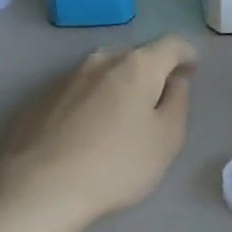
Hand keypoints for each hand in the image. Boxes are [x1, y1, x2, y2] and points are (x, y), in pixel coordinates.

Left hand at [0, 36, 196, 230]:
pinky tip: (88, 134)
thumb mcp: (166, 139)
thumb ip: (178, 102)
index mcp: (137, 65)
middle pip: (134, 57)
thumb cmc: (116, 164)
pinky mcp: (41, 99)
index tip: (192, 71)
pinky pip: (78, 93)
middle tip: (157, 102)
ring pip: (103, 74)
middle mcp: (100, 60)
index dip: (187, 55)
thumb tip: (174, 80)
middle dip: (150, 73)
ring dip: (118, 88)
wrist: (39, 187)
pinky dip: (91, 104)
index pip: (171, 45)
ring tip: (121, 120)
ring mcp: (66, 78)